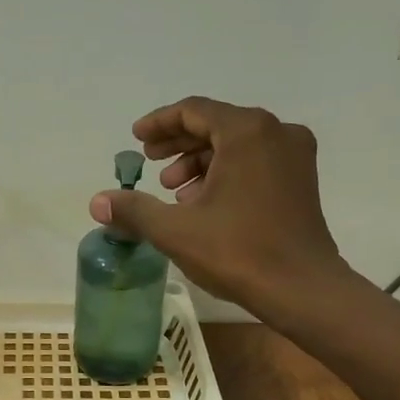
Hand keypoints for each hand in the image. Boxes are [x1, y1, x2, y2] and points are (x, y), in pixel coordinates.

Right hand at [90, 97, 349, 316]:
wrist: (301, 288)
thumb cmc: (238, 251)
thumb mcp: (176, 230)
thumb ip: (134, 210)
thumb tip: (97, 202)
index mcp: (247, 132)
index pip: (194, 110)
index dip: (159, 123)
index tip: (136, 139)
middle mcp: (276, 132)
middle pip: (216, 124)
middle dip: (178, 143)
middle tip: (150, 162)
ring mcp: (295, 155)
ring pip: (236, 144)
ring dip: (200, 161)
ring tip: (174, 191)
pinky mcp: (302, 180)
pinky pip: (256, 161)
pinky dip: (226, 172)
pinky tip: (205, 203)